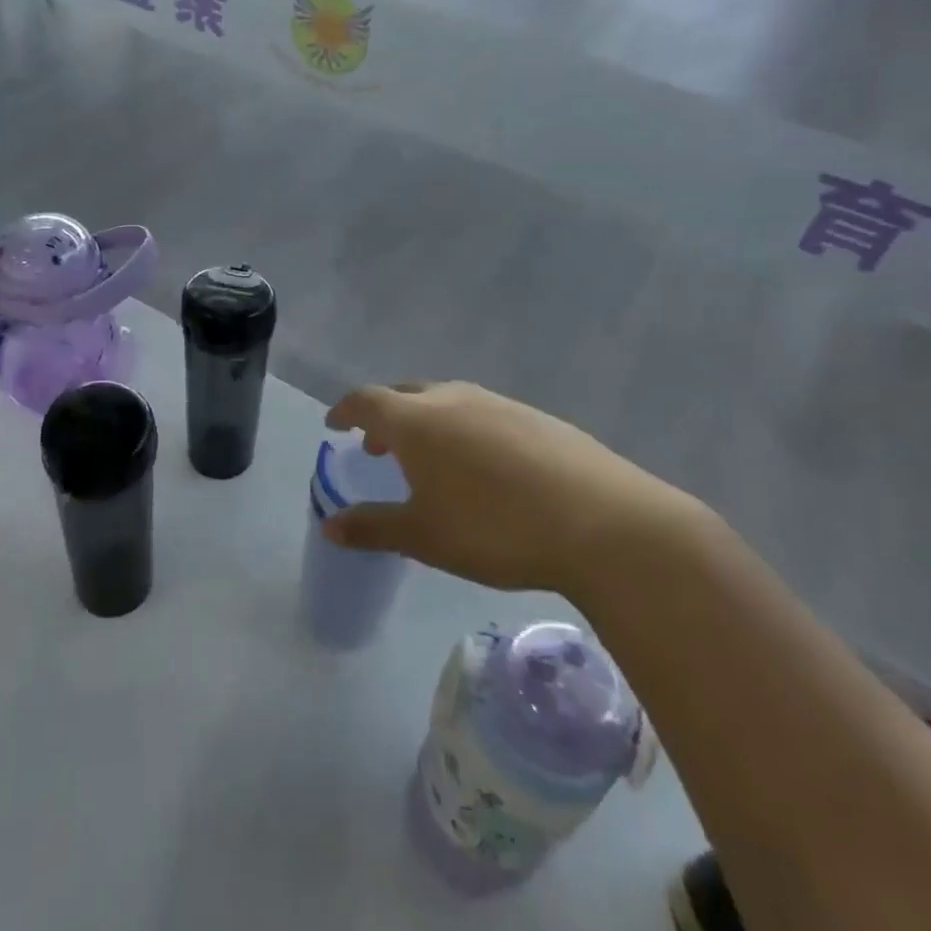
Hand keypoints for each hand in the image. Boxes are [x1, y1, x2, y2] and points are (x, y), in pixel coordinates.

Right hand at [322, 381, 694, 593]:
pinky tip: (484, 466)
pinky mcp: (536, 416)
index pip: (366, 401)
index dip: (345, 411)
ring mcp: (498, 403)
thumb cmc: (494, 528)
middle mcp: (453, 398)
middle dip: (385, 416)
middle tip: (379, 447)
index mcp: (416, 420)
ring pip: (447, 400)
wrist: (601, 522)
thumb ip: (372, 527)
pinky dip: (464, 428)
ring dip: (426, 421)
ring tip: (430, 458)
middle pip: (405, 394)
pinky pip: (483, 412)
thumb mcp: (424, 536)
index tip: (335, 425)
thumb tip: (329, 526)